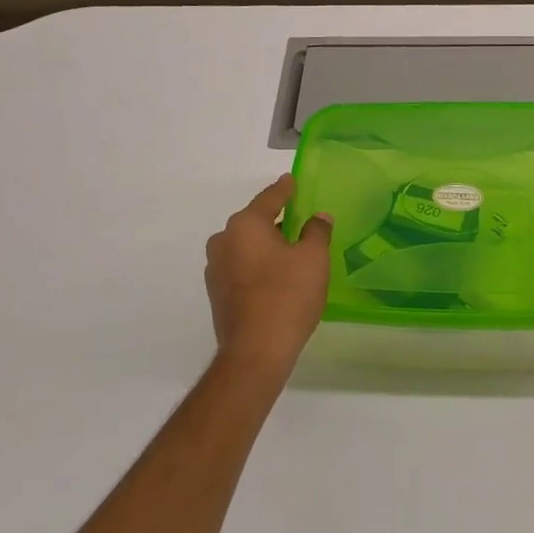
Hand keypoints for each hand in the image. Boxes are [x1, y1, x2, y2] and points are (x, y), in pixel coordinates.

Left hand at [205, 176, 332, 374]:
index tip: (292, 180)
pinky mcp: (216, 293)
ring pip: (246, 245)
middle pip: (254, 221)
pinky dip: (257, 264)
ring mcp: (215, 268)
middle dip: (276, 219)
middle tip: (300, 219)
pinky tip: (276, 276)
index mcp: (246, 224)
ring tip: (291, 251)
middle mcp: (224, 240)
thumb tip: (318, 217)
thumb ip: (317, 231)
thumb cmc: (287, 296)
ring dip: (266, 244)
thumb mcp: (313, 259)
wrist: (255, 352)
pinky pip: (241, 266)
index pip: (269, 198)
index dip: (285, 189)